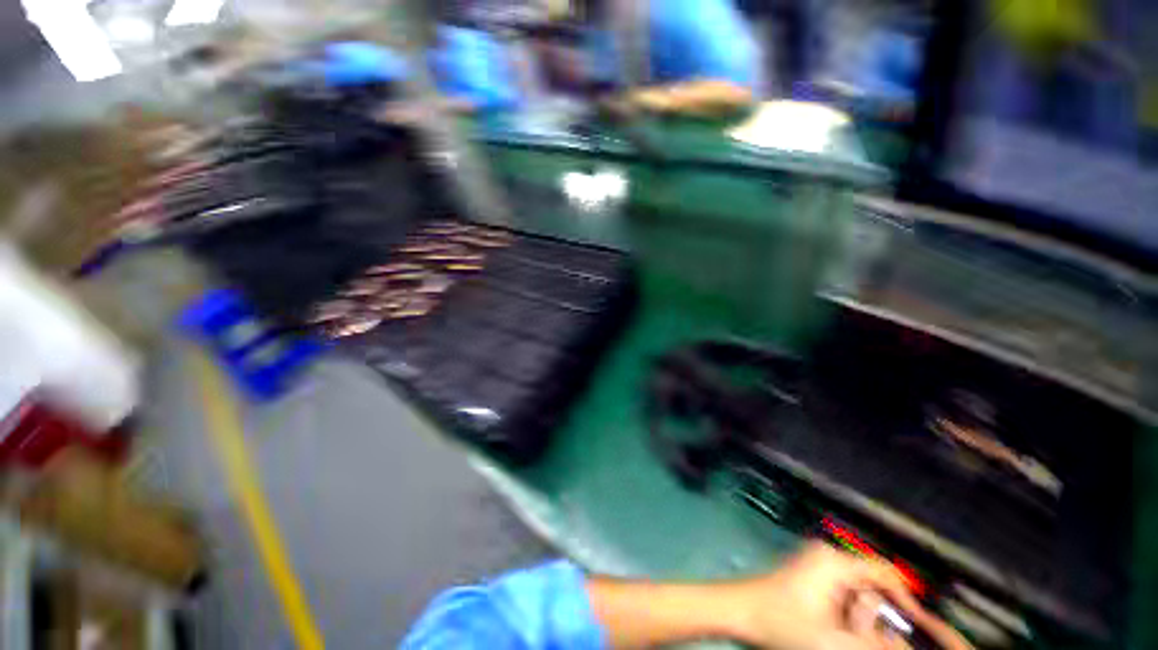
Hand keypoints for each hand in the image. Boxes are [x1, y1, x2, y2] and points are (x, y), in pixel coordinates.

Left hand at [726, 543, 971, 649]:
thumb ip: (876, 647)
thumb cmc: (782, 623)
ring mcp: (816, 564)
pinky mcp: (809, 574)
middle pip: (872, 586)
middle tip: (856, 636)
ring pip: (858, 593)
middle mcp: (827, 556)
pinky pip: (842, 595)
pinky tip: (831, 629)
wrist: (741, 612)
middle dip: (875, 617)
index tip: (919, 627)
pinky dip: (846, 615)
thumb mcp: (835, 643)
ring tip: (839, 634)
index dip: (908, 598)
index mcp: (835, 561)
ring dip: (859, 619)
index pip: (886, 571)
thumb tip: (907, 647)